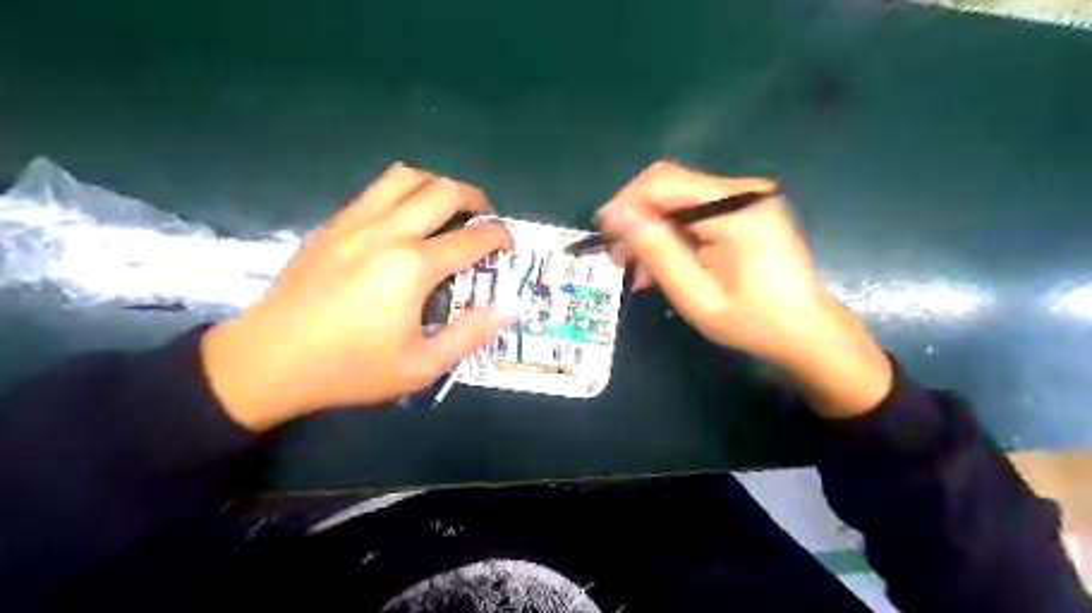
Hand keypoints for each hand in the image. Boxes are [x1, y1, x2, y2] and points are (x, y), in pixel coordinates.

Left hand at [201, 163, 516, 430]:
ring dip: (436, 185)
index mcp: (412, 267)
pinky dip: (401, 194)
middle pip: (443, 190)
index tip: (509, 244)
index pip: (472, 239)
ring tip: (446, 209)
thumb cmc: (350, 368)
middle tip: (484, 219)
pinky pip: (374, 192)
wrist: (268, 362)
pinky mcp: (330, 226)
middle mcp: (387, 232)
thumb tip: (511, 307)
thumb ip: (471, 333)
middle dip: (475, 199)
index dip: (499, 237)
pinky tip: (402, 222)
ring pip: (404, 177)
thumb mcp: (422, 366)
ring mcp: (353, 223)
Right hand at [596, 162, 894, 418]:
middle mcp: (743, 191)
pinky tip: (665, 265)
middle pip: (669, 186)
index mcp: (736, 209)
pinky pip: (694, 210)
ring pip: (677, 198)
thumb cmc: (753, 322)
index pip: (662, 182)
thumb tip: (615, 216)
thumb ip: (657, 252)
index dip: (625, 203)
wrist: (806, 331)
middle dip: (636, 219)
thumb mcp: (696, 295)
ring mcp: (746, 198)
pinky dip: (672, 234)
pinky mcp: (745, 209)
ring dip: (652, 230)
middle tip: (620, 259)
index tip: (604, 236)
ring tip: (639, 271)